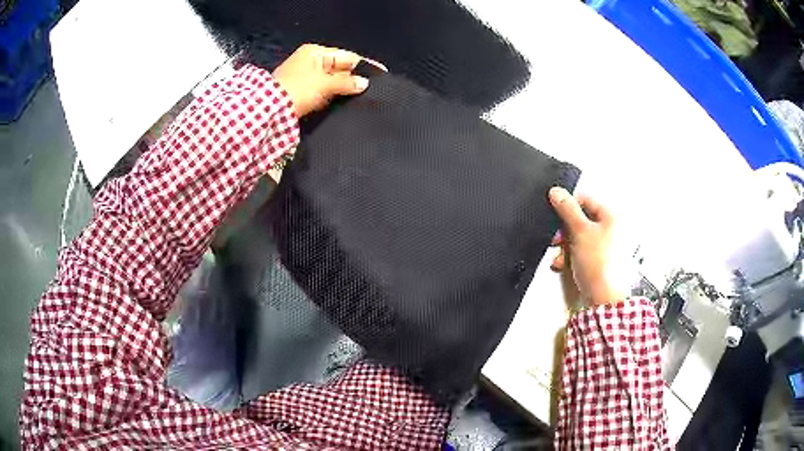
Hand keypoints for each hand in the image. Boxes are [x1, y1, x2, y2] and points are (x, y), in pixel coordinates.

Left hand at [272, 44, 385, 116]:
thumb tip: (364, 83)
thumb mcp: (324, 84)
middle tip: (374, 88)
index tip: (382, 73)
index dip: (364, 65)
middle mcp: (310, 60)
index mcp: (315, 52)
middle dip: (354, 77)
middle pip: (339, 67)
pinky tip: (345, 101)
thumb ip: (346, 82)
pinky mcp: (301, 91)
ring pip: (332, 80)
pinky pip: (323, 90)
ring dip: (344, 88)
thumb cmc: (298, 90)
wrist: (269, 111)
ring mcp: (305, 76)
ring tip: (364, 96)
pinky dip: (333, 95)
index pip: (346, 56)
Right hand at [549, 187, 627, 306]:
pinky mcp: (597, 261)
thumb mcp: (580, 231)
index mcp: (611, 216)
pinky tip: (565, 264)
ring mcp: (604, 246)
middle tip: (557, 238)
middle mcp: (610, 229)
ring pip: (578, 237)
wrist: (602, 298)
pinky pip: (580, 251)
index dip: (568, 205)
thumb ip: (567, 209)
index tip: (555, 212)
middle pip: (580, 220)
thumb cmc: (600, 265)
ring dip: (565, 246)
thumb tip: (557, 192)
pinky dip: (570, 256)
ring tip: (561, 256)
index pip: (585, 199)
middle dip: (564, 231)